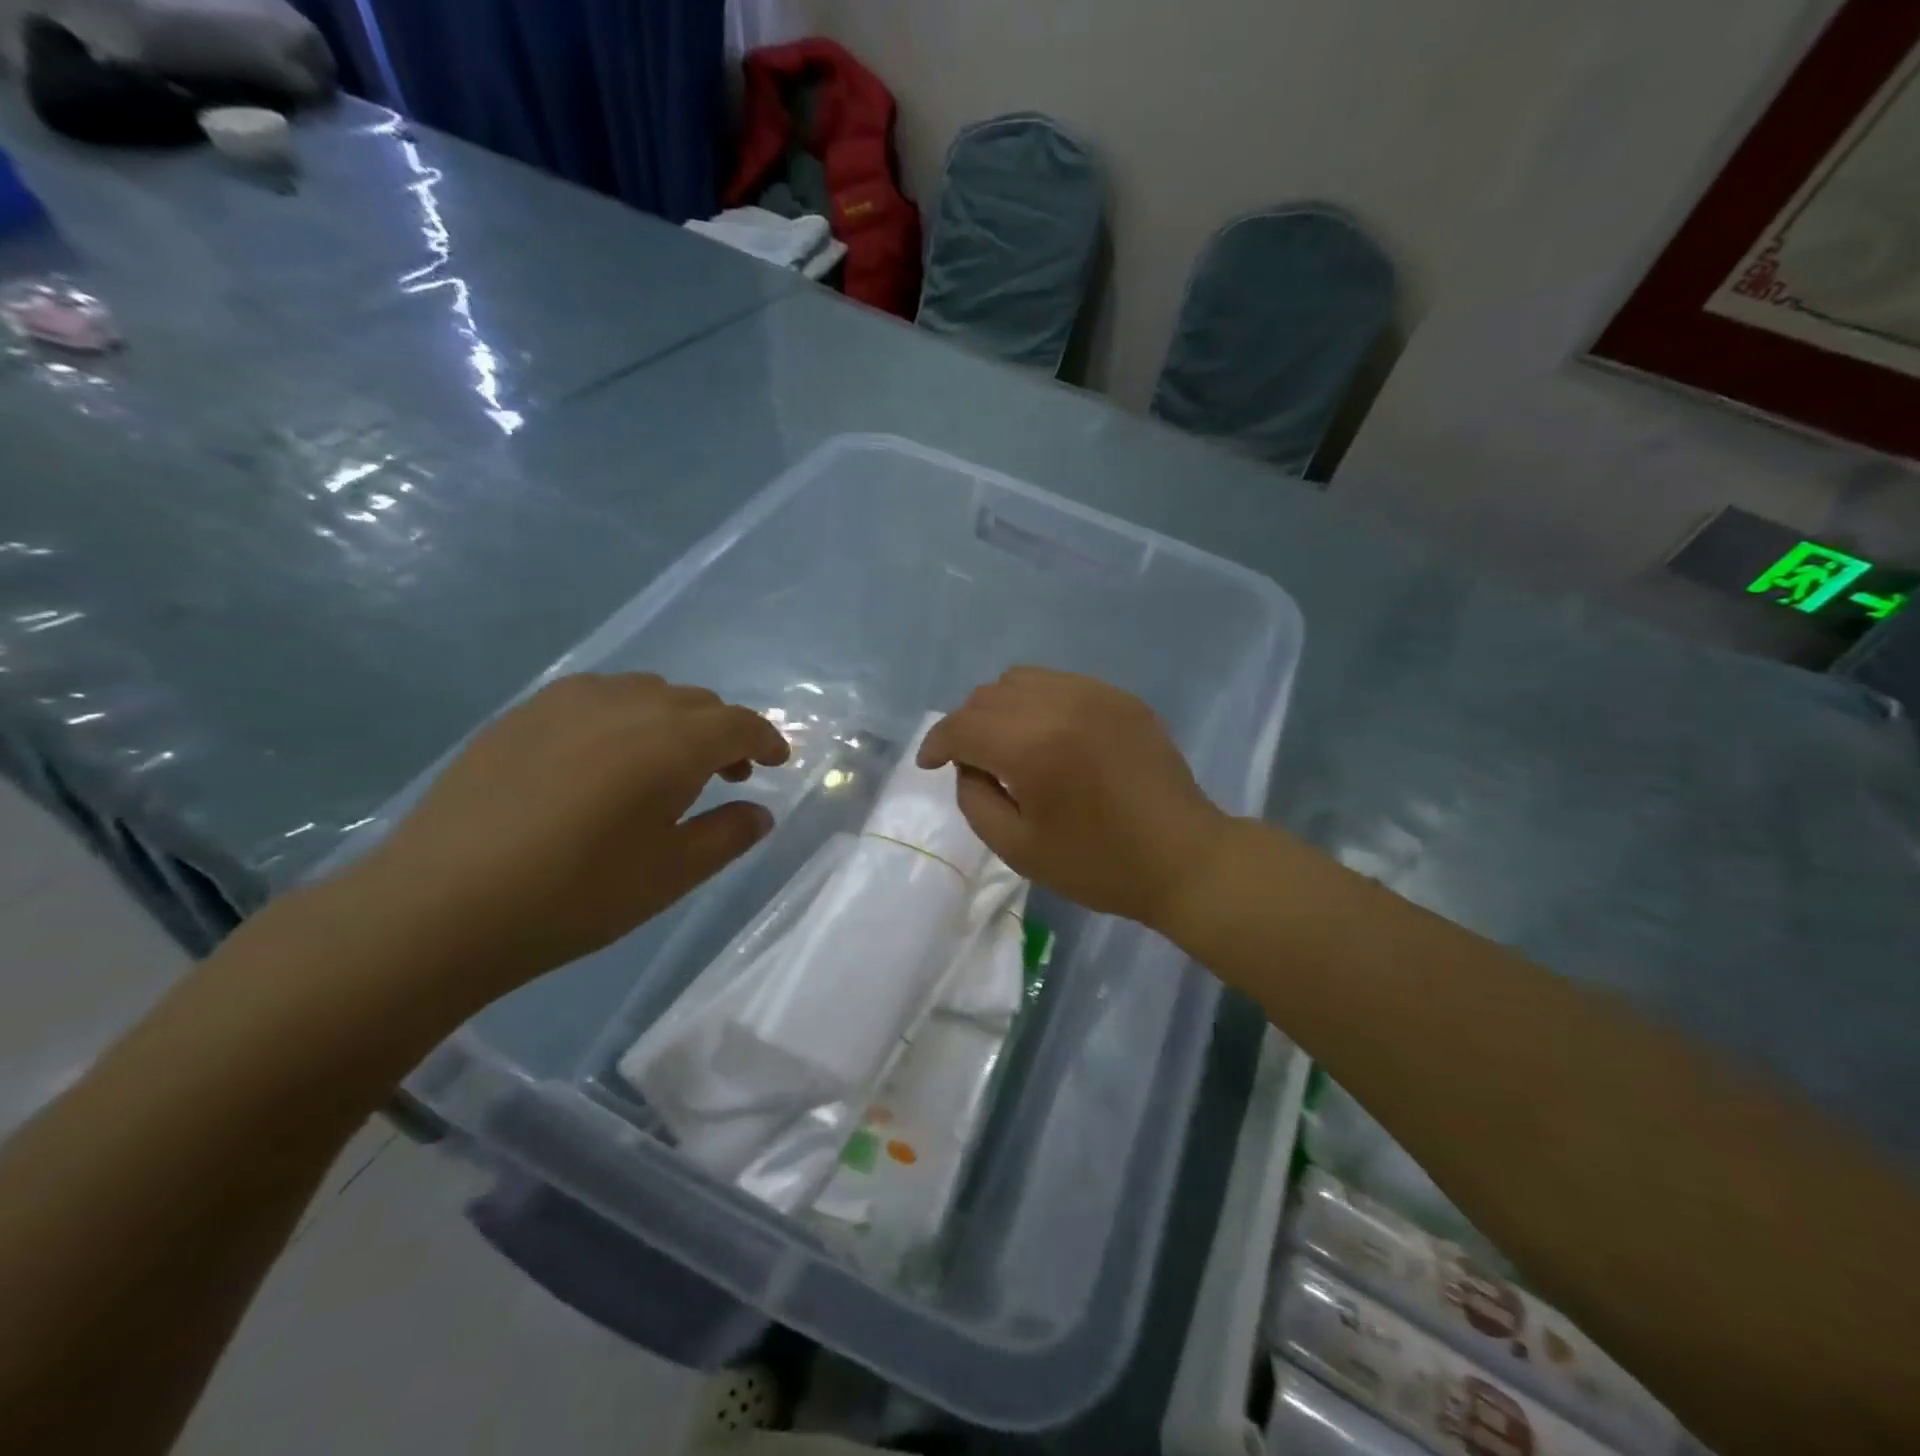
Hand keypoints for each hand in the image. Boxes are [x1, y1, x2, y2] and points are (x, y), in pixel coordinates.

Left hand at [338, 673, 789, 998]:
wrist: (441, 904)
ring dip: (675, 721)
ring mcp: (569, 702)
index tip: (776, 763)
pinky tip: (604, 760)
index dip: (767, 740)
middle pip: (697, 703)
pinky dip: (625, 717)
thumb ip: (727, 835)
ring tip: (664, 766)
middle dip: (723, 734)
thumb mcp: (671, 875)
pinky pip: (597, 697)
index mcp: (672, 743)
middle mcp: (628, 704)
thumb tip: (759, 812)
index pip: (739, 724)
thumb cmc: (575, 896)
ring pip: (648, 692)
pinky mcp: (524, 713)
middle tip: (725, 776)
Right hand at [917, 667, 1228, 929]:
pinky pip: (1060, 683)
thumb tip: (969, 764)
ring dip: (1001, 707)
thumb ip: (975, 798)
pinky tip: (1052, 737)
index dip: (936, 742)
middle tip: (971, 762)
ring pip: (1022, 678)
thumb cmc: (1097, 864)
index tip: (930, 764)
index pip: (962, 725)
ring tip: (1010, 744)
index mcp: (1032, 746)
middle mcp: (1060, 705)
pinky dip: (1039, 703)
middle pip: (988, 695)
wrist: (1184, 858)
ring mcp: (1095, 694)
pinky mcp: (1121, 697)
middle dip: (967, 726)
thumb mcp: (1018, 848)